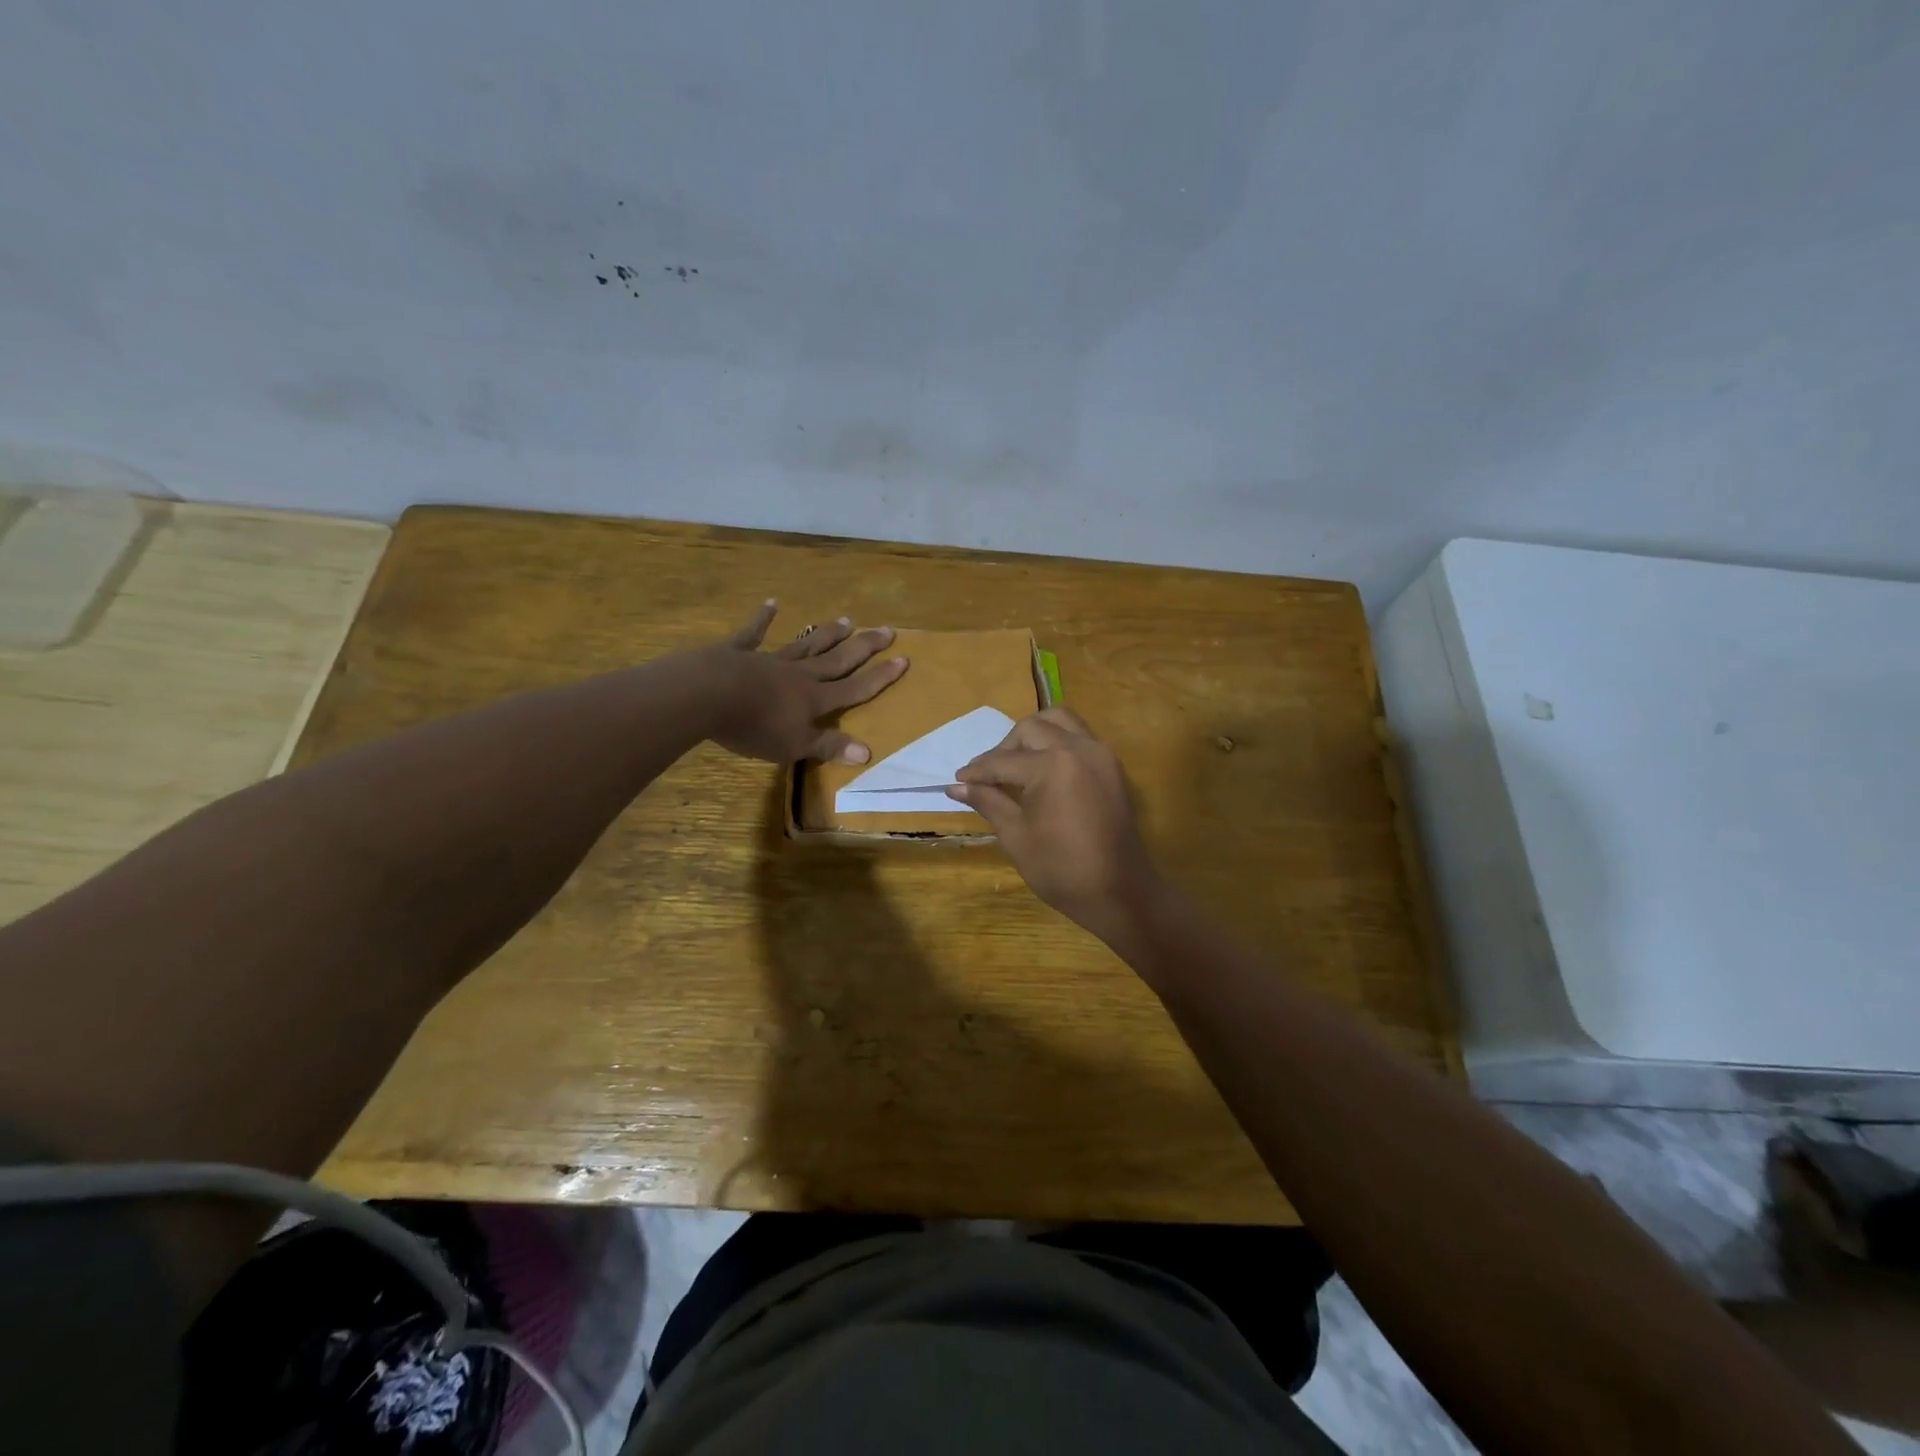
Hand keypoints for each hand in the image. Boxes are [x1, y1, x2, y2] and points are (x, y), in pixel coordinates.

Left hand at [704, 600, 908, 763]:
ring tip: (847, 619)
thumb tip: (868, 752)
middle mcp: (799, 675)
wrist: (708, 695)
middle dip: (864, 647)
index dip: (880, 677)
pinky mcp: (740, 652)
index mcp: (814, 698)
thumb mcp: (795, 745)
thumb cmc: (754, 726)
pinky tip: (772, 603)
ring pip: (806, 645)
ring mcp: (770, 660)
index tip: (904, 659)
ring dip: (827, 633)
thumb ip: (829, 746)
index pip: (855, 688)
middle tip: (887, 629)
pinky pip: (754, 634)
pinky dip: (763, 619)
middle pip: (838, 659)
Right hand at [948, 706, 1163, 946]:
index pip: (1004, 761)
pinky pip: (1079, 736)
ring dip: (1033, 734)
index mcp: (1053, 765)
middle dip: (1004, 748)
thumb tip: (956, 786)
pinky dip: (1056, 742)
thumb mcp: (1016, 835)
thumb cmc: (1062, 869)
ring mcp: (1100, 753)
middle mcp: (1079, 748)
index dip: (978, 771)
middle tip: (987, 775)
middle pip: (1031, 729)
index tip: (957, 780)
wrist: (1119, 892)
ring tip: (1016, 763)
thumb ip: (988, 801)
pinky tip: (1042, 769)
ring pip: (1059, 721)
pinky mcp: (1111, 765)